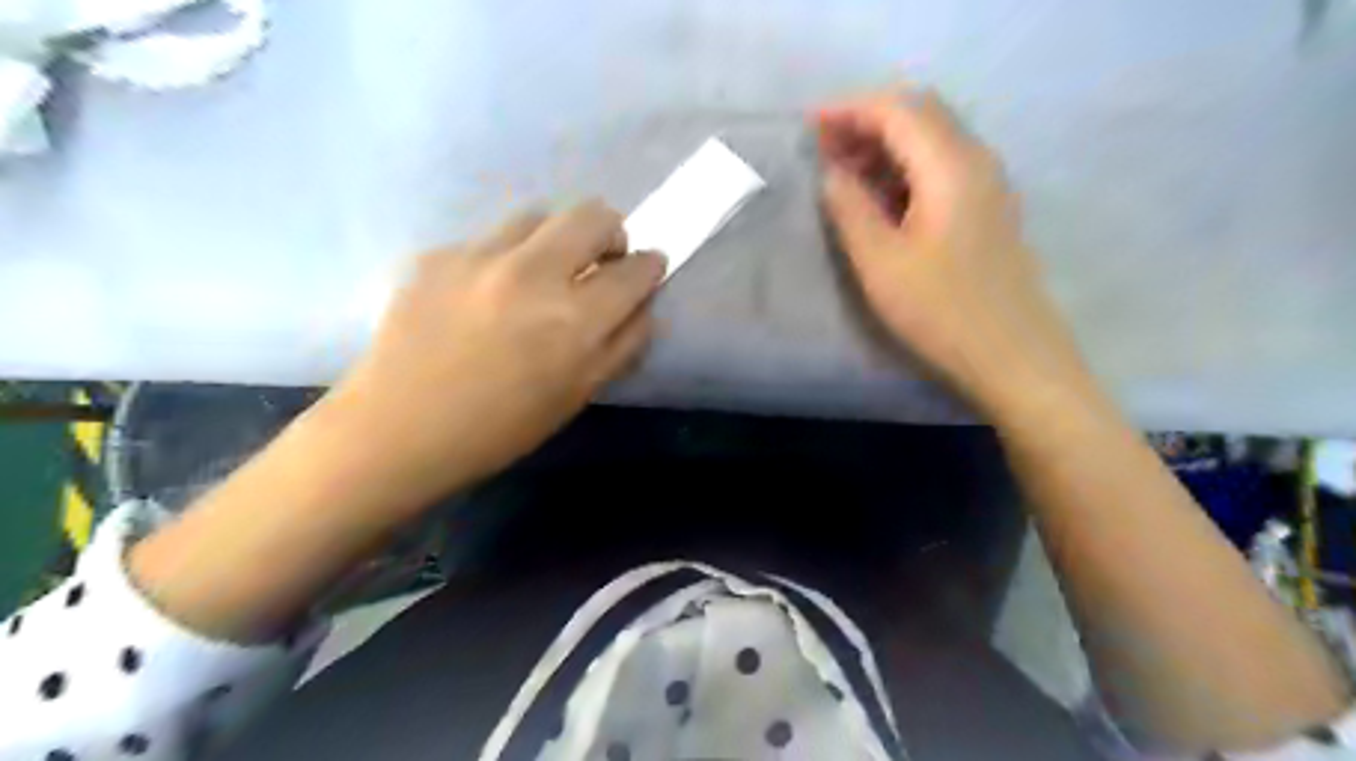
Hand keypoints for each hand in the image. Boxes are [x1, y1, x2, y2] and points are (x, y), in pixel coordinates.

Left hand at [326, 203, 664, 503]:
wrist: (398, 429)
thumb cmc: (500, 428)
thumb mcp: (578, 395)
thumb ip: (622, 345)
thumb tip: (644, 304)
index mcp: (574, 320)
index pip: (635, 268)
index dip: (649, 265)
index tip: (646, 268)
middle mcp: (532, 274)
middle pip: (593, 214)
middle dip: (611, 232)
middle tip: (600, 261)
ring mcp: (479, 256)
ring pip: (539, 214)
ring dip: (555, 238)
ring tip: (541, 272)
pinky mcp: (438, 253)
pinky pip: (488, 238)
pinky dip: (503, 257)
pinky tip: (485, 292)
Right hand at [815, 92, 1086, 419]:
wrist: (1013, 357)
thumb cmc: (942, 312)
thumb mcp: (881, 263)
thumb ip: (850, 210)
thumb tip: (832, 174)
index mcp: (950, 166)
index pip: (897, 109)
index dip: (849, 109)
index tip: (808, 126)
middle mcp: (976, 160)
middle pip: (919, 113)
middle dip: (867, 121)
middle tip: (823, 148)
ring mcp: (988, 184)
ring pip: (932, 139)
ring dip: (885, 144)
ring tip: (843, 171)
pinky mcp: (988, 209)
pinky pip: (942, 166)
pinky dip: (905, 167)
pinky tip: (881, 197)